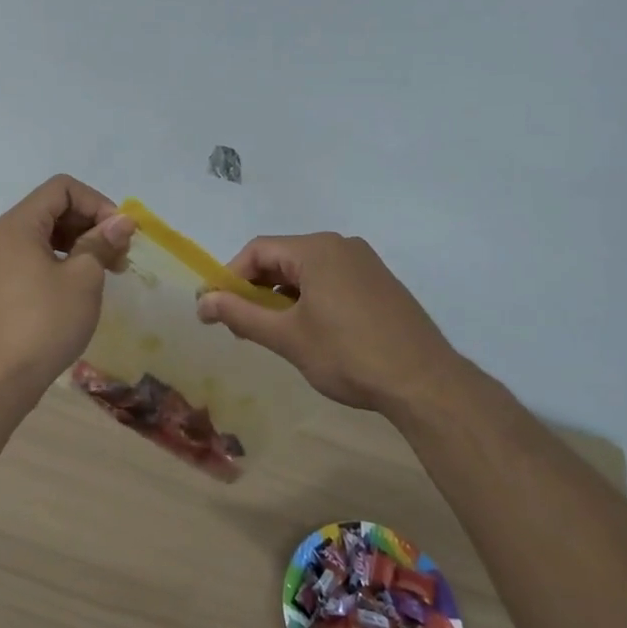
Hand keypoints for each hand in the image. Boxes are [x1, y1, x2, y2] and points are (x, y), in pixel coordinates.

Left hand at [0, 175, 133, 399]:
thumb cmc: (44, 323)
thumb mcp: (83, 279)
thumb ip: (102, 243)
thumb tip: (122, 221)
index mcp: (18, 225)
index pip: (62, 188)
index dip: (96, 202)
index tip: (119, 233)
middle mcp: (2, 236)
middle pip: (53, 209)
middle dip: (91, 224)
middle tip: (120, 255)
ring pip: (45, 235)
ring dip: (80, 244)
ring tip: (108, 271)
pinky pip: (34, 258)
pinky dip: (62, 262)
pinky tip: (82, 287)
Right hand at [196, 233, 466, 418]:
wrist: (424, 382)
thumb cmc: (348, 355)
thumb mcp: (287, 337)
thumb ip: (241, 315)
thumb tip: (202, 302)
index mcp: (317, 249)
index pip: (257, 251)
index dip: (230, 278)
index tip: (215, 310)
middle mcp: (341, 245)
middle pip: (282, 257)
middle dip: (256, 288)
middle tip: (241, 325)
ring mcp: (365, 263)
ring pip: (307, 270)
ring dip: (282, 295)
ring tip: (272, 331)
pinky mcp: (379, 283)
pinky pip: (332, 280)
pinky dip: (310, 298)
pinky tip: (309, 330)